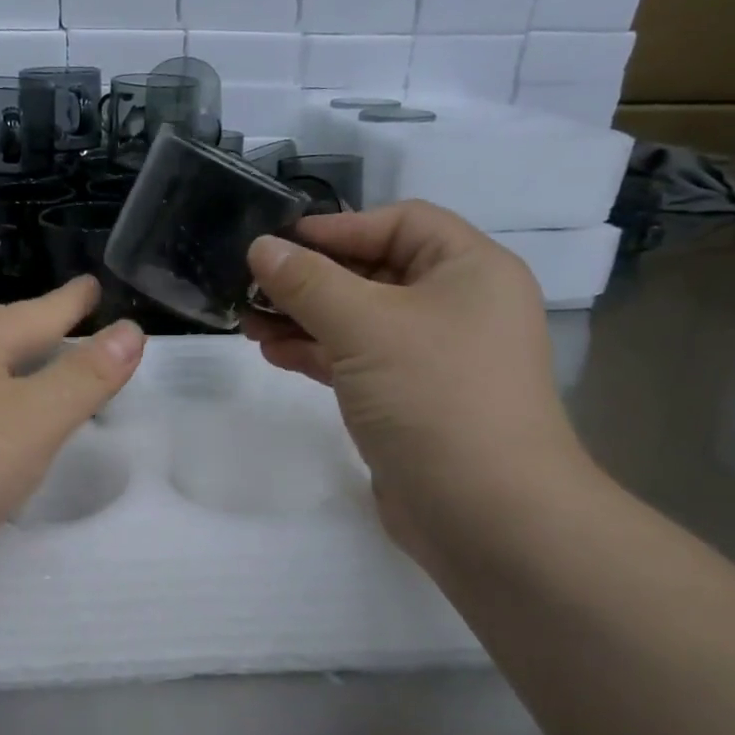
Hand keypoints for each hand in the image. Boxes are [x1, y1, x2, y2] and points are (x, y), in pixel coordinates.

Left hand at [0, 278, 143, 594]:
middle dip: (38, 330)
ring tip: (37, 380)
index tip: (93, 285)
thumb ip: (84, 378)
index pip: (41, 310)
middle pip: (0, 333)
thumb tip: (132, 330)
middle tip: (71, 328)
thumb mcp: (32, 423)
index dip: (73, 300)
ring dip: (10, 372)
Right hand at [242, 201, 593, 562]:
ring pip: (360, 320)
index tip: (276, 242)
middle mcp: (458, 306)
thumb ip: (307, 282)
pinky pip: (358, 361)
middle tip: (251, 287)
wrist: (485, 512)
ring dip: (305, 318)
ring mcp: (434, 357)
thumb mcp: (364, 325)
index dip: (336, 227)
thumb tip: (260, 248)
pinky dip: (318, 354)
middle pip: (374, 272)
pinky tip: (275, 353)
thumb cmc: (433, 395)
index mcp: (470, 269)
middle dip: (310, 279)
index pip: (400, 222)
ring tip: (249, 323)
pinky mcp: (410, 400)